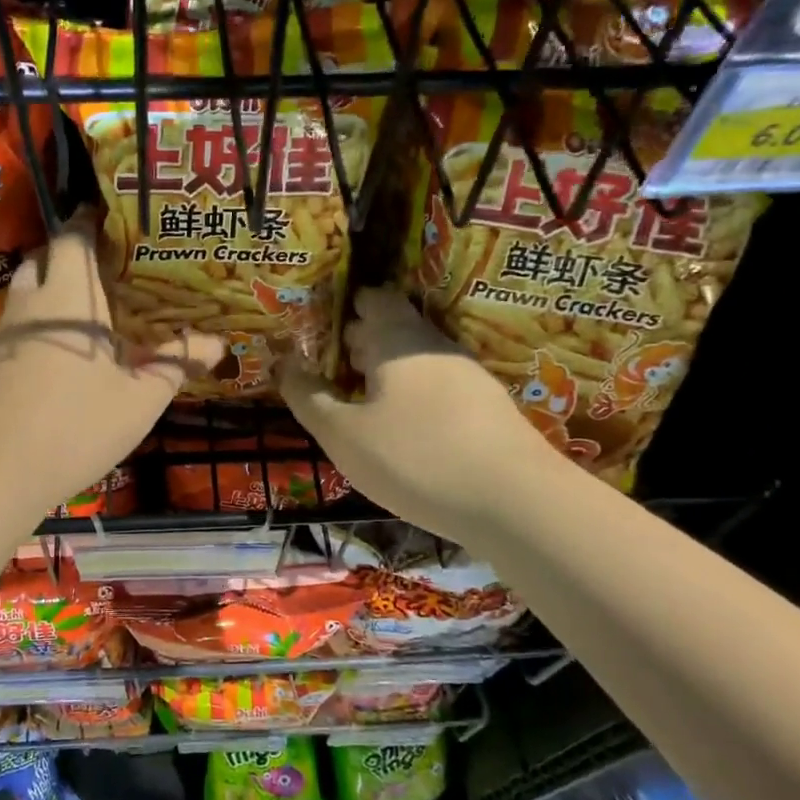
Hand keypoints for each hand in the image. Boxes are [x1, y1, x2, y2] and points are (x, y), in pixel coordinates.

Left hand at [0, 213, 222, 518]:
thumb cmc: (74, 426)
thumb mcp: (138, 400)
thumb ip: (175, 364)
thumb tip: (217, 343)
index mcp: (68, 296)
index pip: (73, 236)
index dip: (93, 221)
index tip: (121, 222)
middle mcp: (30, 303)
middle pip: (45, 258)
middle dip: (73, 254)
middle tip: (113, 268)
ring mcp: (4, 333)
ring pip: (29, 291)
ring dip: (56, 288)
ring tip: (95, 307)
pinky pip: (21, 323)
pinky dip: (44, 321)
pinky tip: (68, 350)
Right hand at [281, 287, 553, 544]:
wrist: (515, 501)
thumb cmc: (415, 458)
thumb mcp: (343, 435)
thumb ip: (309, 398)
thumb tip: (285, 365)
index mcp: (398, 339)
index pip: (373, 298)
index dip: (347, 305)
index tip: (321, 324)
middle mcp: (435, 346)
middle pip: (395, 328)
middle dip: (362, 341)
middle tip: (331, 365)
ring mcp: (467, 376)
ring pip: (417, 359)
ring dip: (387, 371)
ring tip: (360, 399)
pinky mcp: (487, 408)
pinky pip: (438, 387)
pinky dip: (413, 395)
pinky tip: (403, 427)